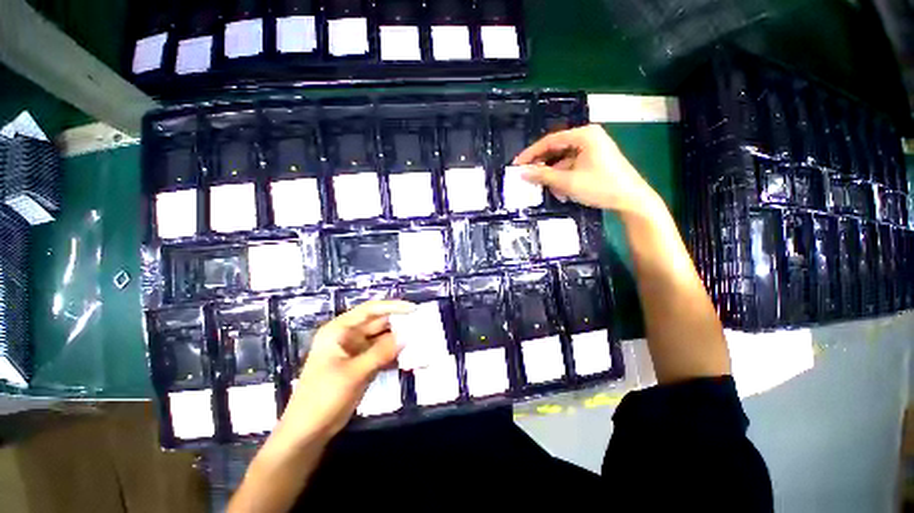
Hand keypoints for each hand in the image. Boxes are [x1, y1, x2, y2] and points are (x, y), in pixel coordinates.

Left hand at [275, 300, 415, 441]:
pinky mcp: (361, 364)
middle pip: (378, 323)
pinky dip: (394, 354)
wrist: (307, 432)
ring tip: (420, 338)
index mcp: (339, 330)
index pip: (370, 310)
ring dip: (399, 339)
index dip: (393, 307)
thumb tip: (407, 336)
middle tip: (422, 324)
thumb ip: (381, 352)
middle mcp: (348, 336)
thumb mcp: (354, 373)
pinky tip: (410, 356)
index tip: (413, 309)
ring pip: (382, 339)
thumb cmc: (323, 397)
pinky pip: (382, 354)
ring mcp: (355, 351)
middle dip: (399, 323)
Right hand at [513, 125, 661, 216]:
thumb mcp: (568, 182)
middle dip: (542, 166)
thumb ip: (543, 176)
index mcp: (584, 135)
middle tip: (527, 177)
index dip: (531, 153)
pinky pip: (572, 165)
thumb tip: (522, 173)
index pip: (550, 141)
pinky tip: (560, 190)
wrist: (632, 199)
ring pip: (563, 159)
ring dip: (553, 174)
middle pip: (556, 149)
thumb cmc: (601, 187)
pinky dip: (564, 177)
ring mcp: (593, 148)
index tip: (517, 165)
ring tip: (545, 188)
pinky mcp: (595, 160)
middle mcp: (588, 137)